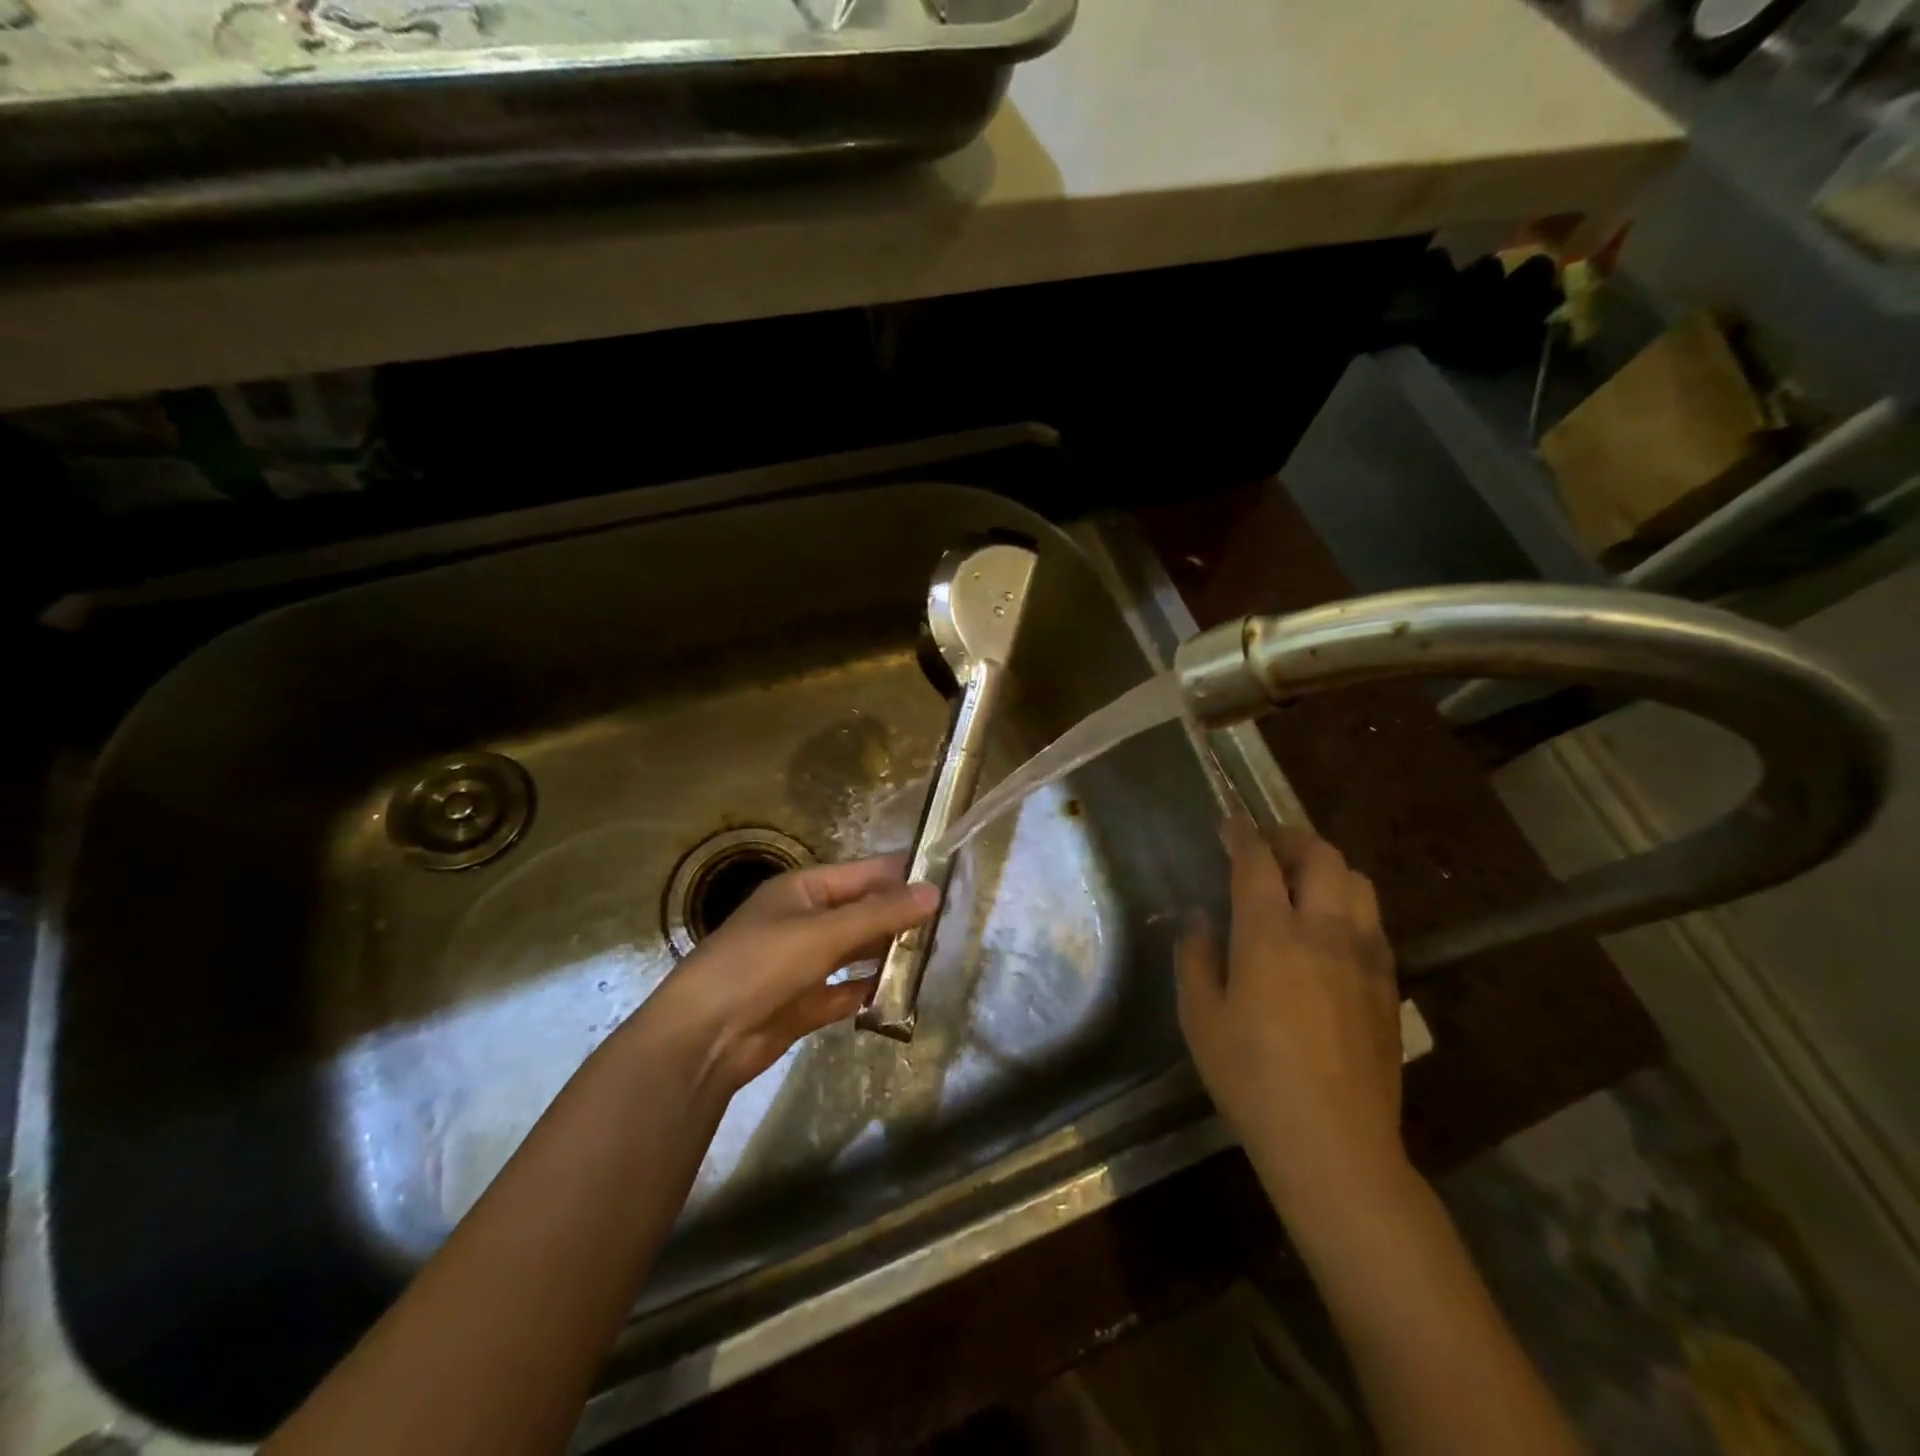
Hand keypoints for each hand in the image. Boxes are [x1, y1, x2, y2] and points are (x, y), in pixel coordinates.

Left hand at [633, 854, 938, 1097]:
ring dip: (888, 953)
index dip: (903, 874)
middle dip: (901, 916)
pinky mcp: (804, 1003)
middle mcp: (804, 921)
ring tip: (936, 954)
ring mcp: (803, 963)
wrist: (702, 1039)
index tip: (948, 876)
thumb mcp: (822, 932)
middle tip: (953, 921)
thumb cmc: (760, 965)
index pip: (863, 873)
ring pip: (856, 951)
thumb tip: (933, 891)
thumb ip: (879, 913)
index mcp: (803, 890)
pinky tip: (901, 993)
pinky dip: (869, 991)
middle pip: (862, 911)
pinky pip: (846, 990)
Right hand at [1177, 816, 1406, 1216]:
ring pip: (1357, 881)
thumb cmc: (1252, 1076)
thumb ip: (1196, 957)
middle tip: (1265, 847)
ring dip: (1326, 866)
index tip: (1229, 823)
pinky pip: (1373, 920)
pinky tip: (1330, 928)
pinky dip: (1348, 902)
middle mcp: (1323, 930)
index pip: (1257, 861)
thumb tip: (1199, 919)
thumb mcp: (1200, 1016)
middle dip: (1290, 838)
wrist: (1334, 1142)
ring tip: (1301, 881)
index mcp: (1270, 933)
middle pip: (1321, 856)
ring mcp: (1364, 955)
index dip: (1241, 834)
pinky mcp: (1387, 983)